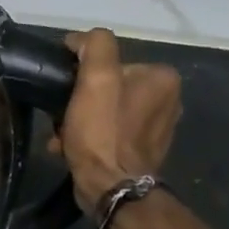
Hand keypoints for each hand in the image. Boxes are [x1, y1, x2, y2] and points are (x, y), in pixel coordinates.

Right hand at [48, 29, 181, 214]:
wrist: (111, 189)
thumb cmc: (103, 133)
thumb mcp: (96, 79)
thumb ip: (95, 46)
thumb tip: (81, 39)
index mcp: (162, 77)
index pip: (113, 61)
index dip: (83, 73)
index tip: (64, 89)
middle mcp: (168, 99)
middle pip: (109, 88)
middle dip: (81, 101)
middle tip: (61, 116)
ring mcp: (157, 128)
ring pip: (107, 112)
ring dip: (80, 121)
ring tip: (62, 136)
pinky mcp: (143, 152)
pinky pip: (110, 134)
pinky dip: (90, 138)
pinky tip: (71, 149)